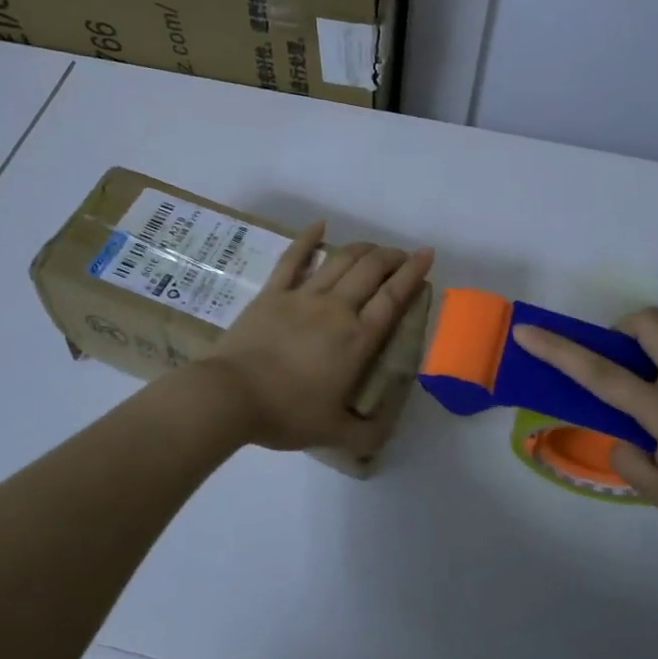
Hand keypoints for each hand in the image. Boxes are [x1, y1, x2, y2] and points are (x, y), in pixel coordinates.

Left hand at [201, 222, 433, 454]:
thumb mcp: (335, 433)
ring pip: (339, 260)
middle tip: (401, 255)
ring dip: (361, 249)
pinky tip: (319, 224)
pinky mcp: (272, 293)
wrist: (231, 396)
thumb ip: (367, 434)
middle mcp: (336, 309)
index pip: (393, 298)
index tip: (426, 255)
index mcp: (357, 339)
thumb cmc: (286, 413)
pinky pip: (293, 259)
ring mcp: (302, 296)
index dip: (413, 274)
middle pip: (370, 271)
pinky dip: (307, 238)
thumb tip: (387, 431)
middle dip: (391, 257)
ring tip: (373, 247)